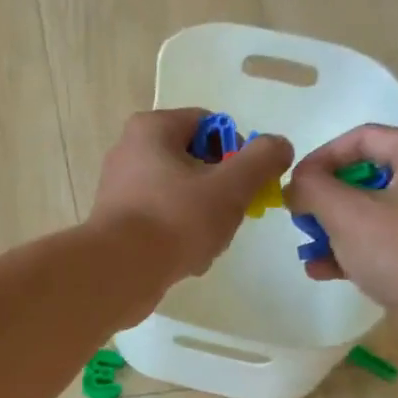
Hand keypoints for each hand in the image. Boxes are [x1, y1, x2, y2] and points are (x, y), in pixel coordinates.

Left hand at [89, 110, 294, 284]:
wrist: (118, 273)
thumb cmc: (175, 220)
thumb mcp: (230, 186)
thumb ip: (262, 160)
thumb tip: (279, 145)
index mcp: (152, 128)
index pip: (211, 125)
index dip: (238, 151)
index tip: (247, 184)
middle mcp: (130, 151)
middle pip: (197, 162)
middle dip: (221, 191)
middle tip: (230, 217)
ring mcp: (120, 189)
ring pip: (181, 195)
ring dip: (204, 218)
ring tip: (208, 243)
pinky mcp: (118, 223)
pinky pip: (162, 221)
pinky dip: (180, 237)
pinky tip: (188, 259)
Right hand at [286, 126, 397, 318]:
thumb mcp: (345, 212)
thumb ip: (312, 188)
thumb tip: (296, 185)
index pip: (361, 138)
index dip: (320, 158)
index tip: (293, 186)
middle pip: (366, 178)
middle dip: (326, 200)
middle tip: (301, 220)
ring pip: (373, 215)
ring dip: (335, 231)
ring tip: (308, 252)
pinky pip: (385, 244)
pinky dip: (355, 253)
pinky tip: (325, 272)